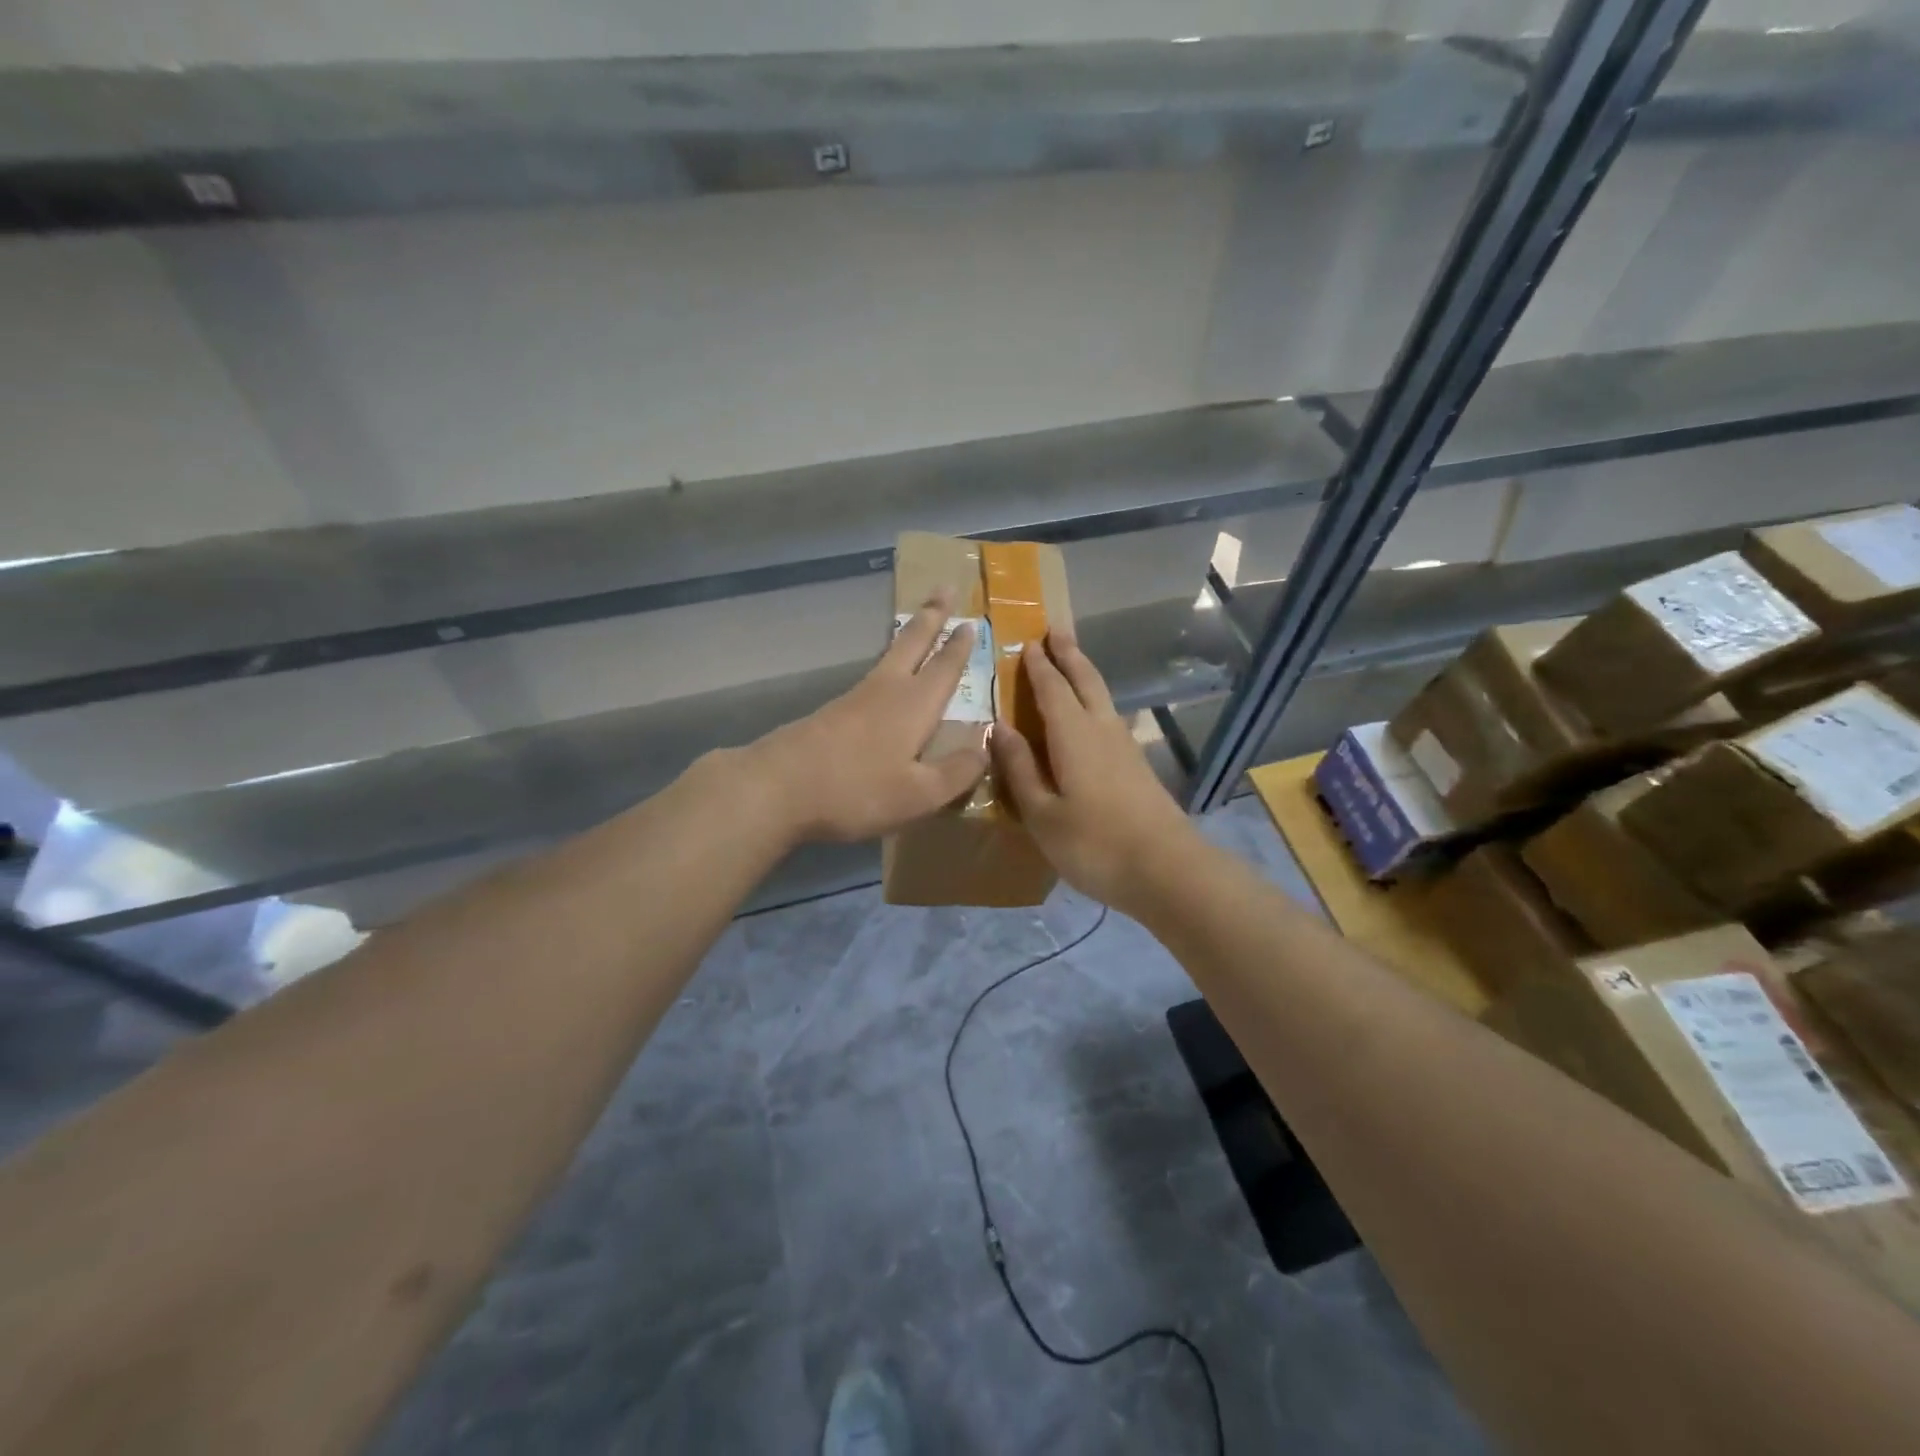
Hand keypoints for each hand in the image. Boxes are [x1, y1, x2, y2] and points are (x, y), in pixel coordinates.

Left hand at [748, 592, 990, 843]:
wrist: (778, 786)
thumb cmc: (856, 790)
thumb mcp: (918, 794)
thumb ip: (957, 772)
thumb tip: (987, 747)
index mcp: (914, 705)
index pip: (945, 667)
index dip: (960, 646)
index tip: (972, 620)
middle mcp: (886, 690)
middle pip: (912, 643)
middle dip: (931, 616)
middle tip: (944, 587)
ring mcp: (854, 698)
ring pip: (889, 656)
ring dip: (909, 636)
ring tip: (917, 625)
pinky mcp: (831, 712)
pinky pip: (871, 678)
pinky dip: (887, 664)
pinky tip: (884, 680)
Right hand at [992, 631, 1201, 913]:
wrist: (1167, 871)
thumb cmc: (1094, 844)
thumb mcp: (1043, 814)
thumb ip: (1020, 769)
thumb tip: (999, 728)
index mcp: (1073, 736)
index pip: (1051, 689)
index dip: (1038, 666)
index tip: (1027, 642)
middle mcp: (1102, 730)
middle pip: (1085, 681)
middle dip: (1069, 655)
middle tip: (1057, 630)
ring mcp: (1125, 747)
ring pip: (1102, 697)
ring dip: (1085, 674)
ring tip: (1073, 661)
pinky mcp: (1138, 766)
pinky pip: (1110, 717)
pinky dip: (1096, 701)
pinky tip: (1093, 715)